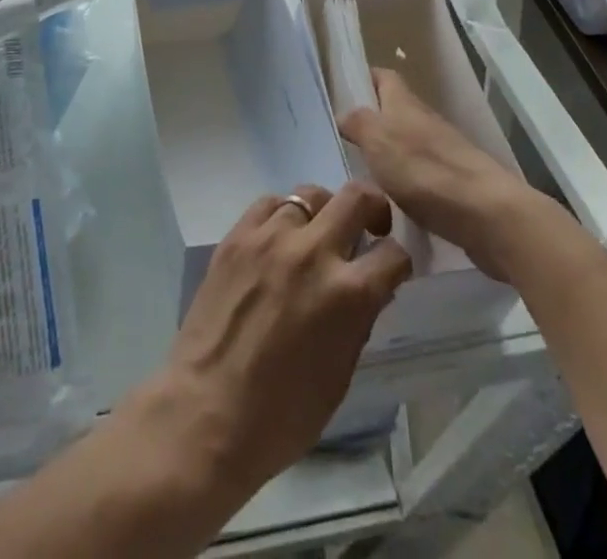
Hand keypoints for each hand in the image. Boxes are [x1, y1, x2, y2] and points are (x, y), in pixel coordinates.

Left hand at [138, 182, 411, 492]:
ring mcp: (271, 237)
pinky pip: (269, 203)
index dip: (398, 262)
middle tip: (370, 226)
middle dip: (372, 208)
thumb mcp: (340, 374)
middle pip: (356, 197)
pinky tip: (280, 236)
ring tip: (317, 235)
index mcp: (348, 294)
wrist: (208, 410)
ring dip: (323, 212)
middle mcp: (313, 252)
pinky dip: (282, 214)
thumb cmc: (283, 413)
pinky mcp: (237, 235)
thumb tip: (368, 290)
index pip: (393, 254)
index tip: (390, 268)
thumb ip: (358, 321)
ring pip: (309, 194)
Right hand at [338, 66, 536, 280]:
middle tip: (343, 144)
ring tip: (361, 178)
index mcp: (405, 104)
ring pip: (408, 145)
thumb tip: (345, 113)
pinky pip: (421, 177)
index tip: (341, 92)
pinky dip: (405, 185)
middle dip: (372, 122)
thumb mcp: (378, 141)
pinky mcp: (455, 186)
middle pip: (395, 111)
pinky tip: (391, 206)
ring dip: (388, 156)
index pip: (384, 77)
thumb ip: (358, 123)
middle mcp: (425, 122)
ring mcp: (444, 153)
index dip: (364, 79)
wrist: (488, 215)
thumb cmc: (425, 170)